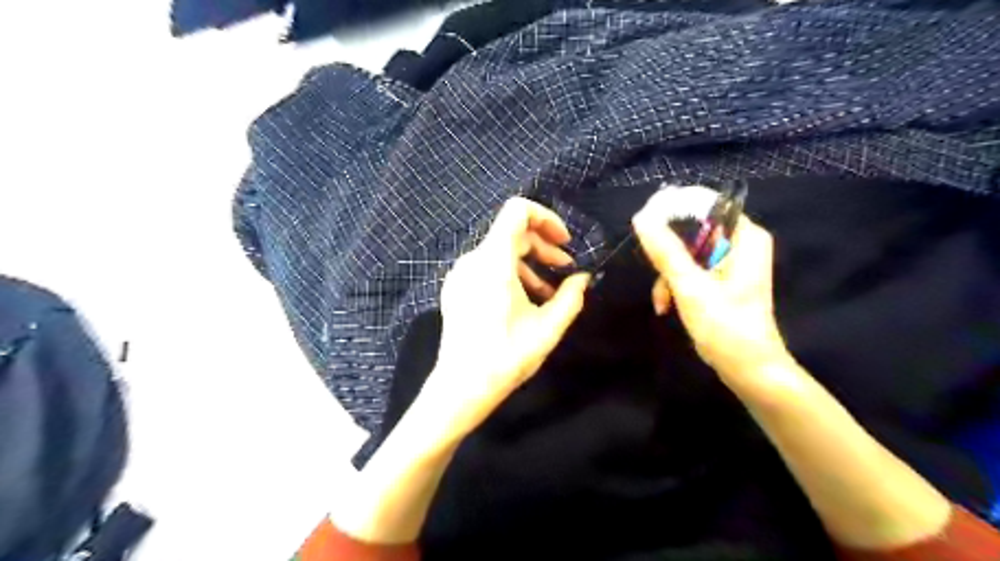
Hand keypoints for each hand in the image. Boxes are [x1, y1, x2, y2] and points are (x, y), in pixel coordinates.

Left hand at [420, 198, 587, 446]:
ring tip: (550, 292)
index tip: (565, 242)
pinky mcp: (456, 288)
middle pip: (512, 233)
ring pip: (500, 252)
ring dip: (530, 264)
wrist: (460, 388)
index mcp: (493, 262)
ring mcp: (460, 274)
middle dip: (544, 247)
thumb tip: (583, 279)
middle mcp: (472, 260)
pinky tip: (525, 301)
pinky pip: (487, 268)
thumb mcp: (547, 328)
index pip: (517, 211)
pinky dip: (510, 274)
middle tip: (567, 269)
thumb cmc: (506, 357)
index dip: (546, 218)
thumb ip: (571, 297)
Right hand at [635, 187, 793, 389]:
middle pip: (692, 230)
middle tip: (654, 271)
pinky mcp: (721, 280)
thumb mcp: (690, 287)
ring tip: (662, 301)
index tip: (645, 224)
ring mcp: (730, 262)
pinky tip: (667, 305)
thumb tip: (642, 218)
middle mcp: (740, 243)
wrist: (747, 369)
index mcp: (745, 236)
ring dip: (668, 275)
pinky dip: (676, 285)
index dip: (673, 210)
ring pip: (686, 252)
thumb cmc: (725, 326)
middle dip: (668, 254)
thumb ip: (666, 251)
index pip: (705, 204)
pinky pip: (690, 269)